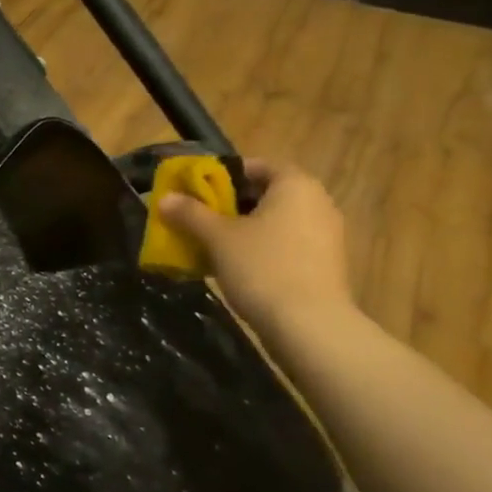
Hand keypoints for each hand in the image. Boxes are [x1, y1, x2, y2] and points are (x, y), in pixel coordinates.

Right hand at [158, 160, 354, 342]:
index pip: (257, 166)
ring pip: (277, 222)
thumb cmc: (263, 268)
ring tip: (215, 247)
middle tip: (201, 219)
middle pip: (267, 194)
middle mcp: (317, 202)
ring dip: (247, 230)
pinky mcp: (326, 264)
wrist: (309, 326)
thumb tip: (164, 198)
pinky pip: (288, 245)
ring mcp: (327, 235)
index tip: (199, 191)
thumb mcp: (218, 238)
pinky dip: (264, 250)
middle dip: (232, 205)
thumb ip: (190, 213)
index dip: (225, 175)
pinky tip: (240, 270)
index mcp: (295, 184)